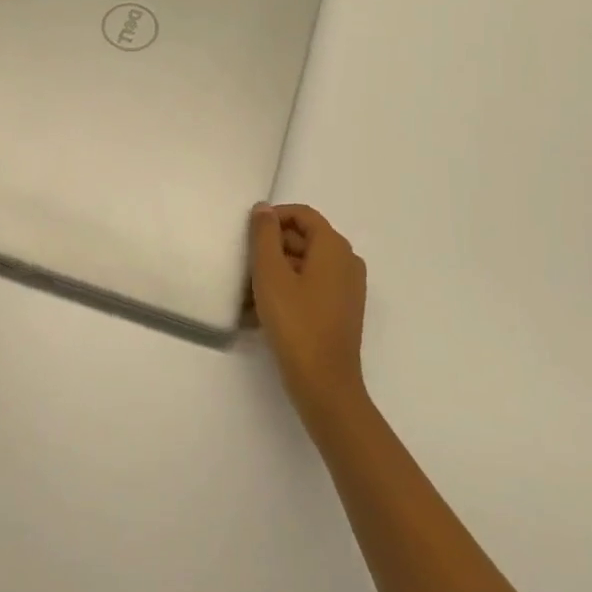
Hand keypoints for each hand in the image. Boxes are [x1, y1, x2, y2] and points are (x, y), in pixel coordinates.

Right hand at [248, 203, 368, 431]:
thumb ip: (265, 235)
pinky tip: (262, 312)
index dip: (273, 218)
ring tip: (247, 293)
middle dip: (272, 248)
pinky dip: (288, 291)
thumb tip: (264, 208)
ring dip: (276, 272)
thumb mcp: (270, 273)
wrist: (324, 383)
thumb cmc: (295, 322)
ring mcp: (348, 288)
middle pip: (304, 239)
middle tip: (243, 265)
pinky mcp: (342, 311)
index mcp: (334, 246)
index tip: (247, 235)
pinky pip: (312, 287)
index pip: (302, 215)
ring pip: (305, 265)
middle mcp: (347, 261)